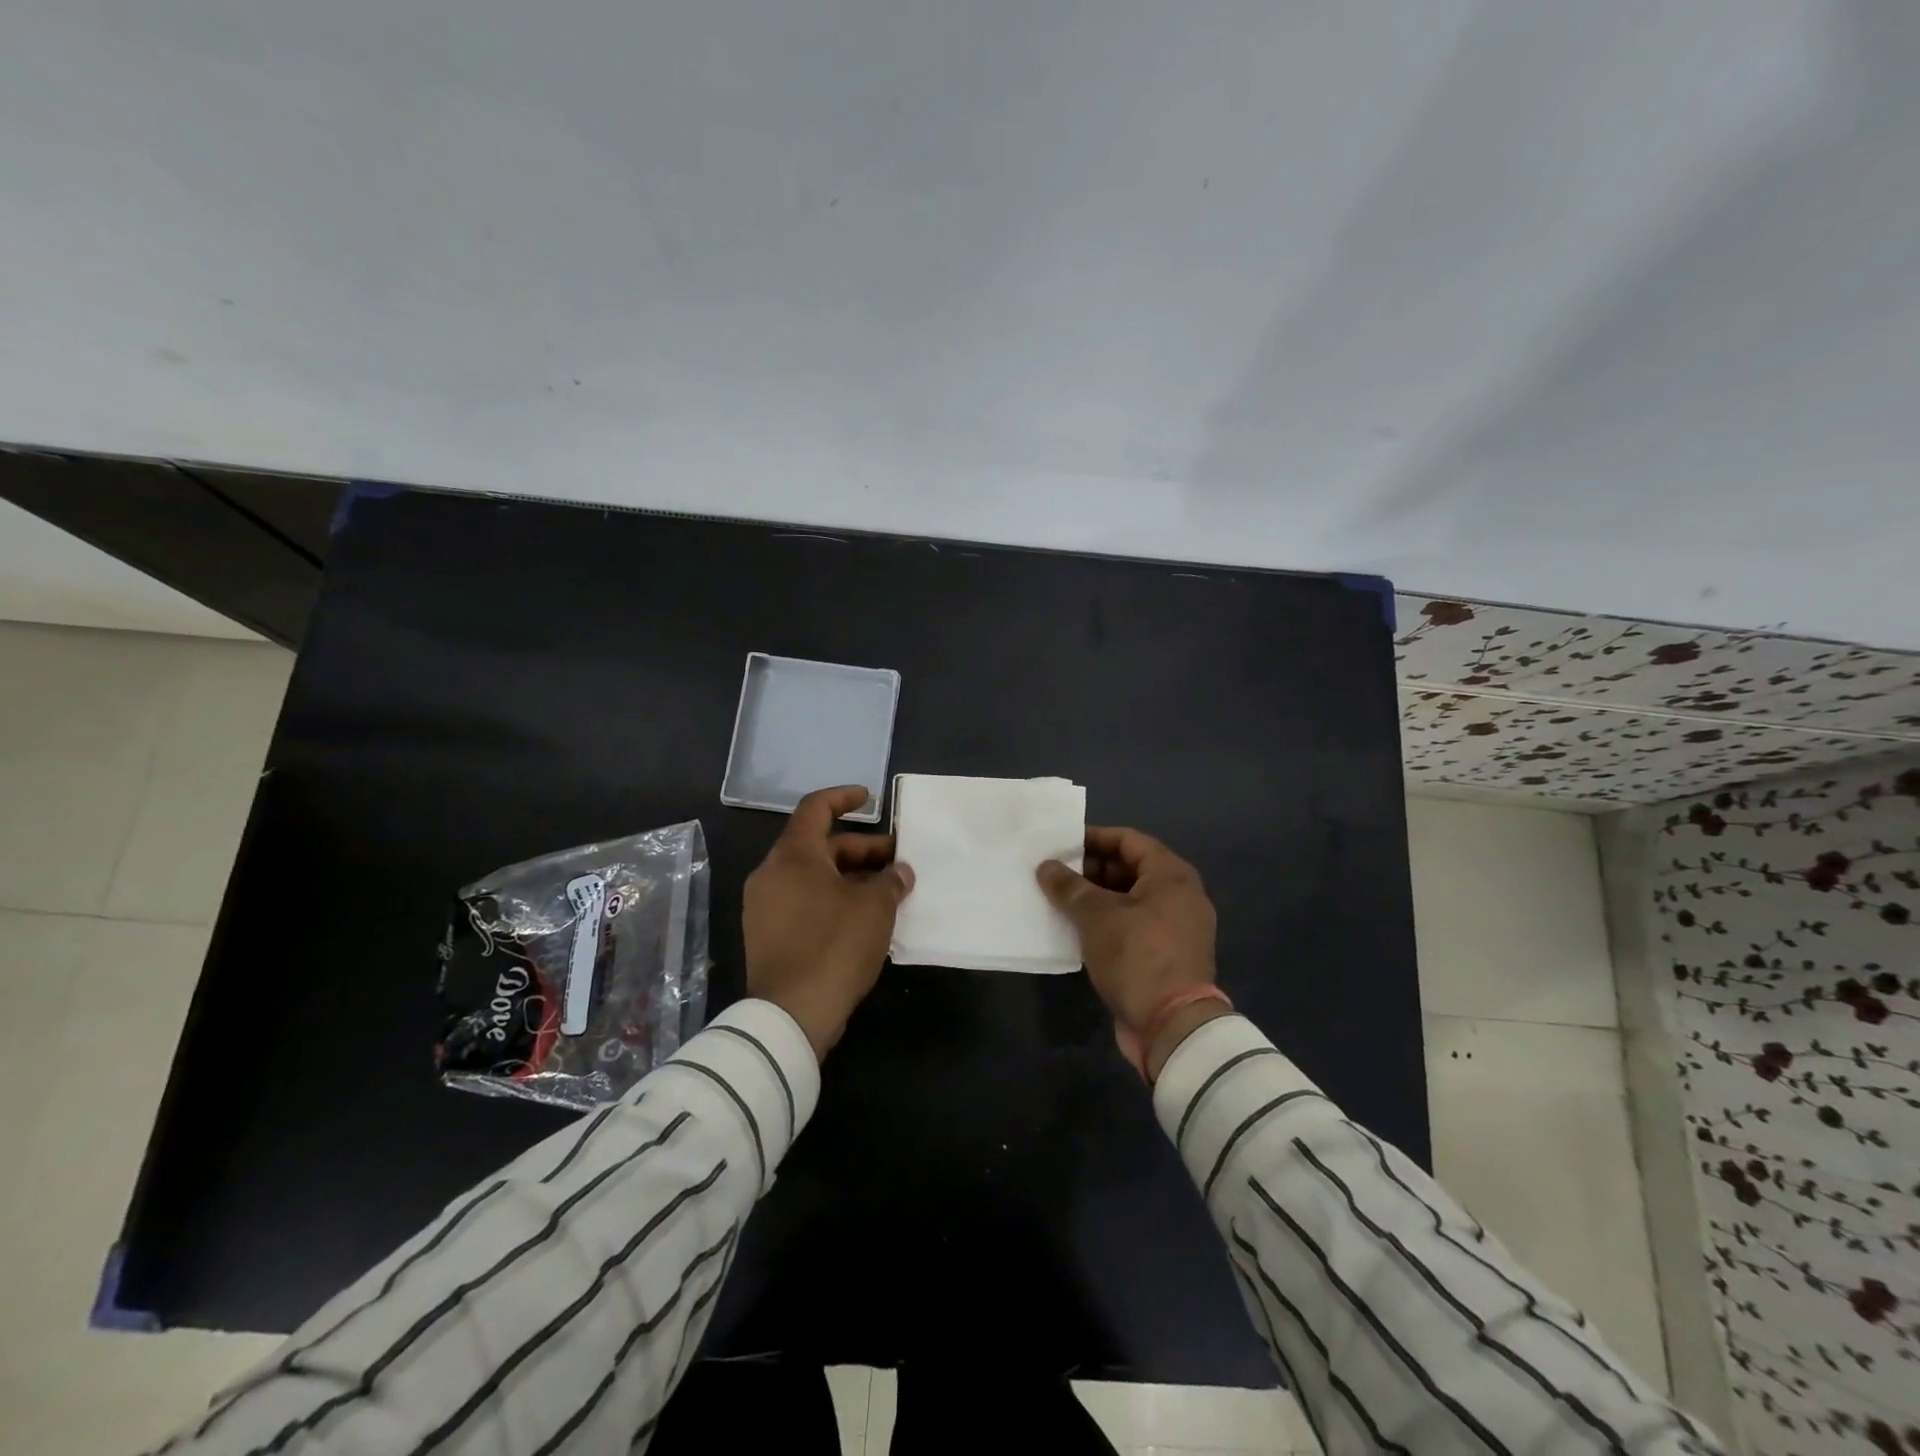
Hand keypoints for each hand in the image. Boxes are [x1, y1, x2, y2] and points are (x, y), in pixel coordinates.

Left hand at [744, 785, 913, 1059]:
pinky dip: (833, 900)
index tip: (870, 798)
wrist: (791, 1014)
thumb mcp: (875, 908)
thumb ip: (891, 881)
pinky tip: (864, 918)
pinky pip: (804, 903)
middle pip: (820, 846)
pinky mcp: (767, 936)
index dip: (844, 797)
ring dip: (850, 878)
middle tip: (898, 862)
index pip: (815, 808)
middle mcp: (771, 874)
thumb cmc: (834, 945)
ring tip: (888, 891)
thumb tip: (900, 871)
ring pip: (813, 877)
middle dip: (862, 850)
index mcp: (793, 856)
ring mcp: (765, 907)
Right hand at [1036, 826, 1224, 1078]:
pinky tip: (1075, 928)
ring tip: (1057, 899)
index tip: (1060, 844)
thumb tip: (1046, 866)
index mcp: (1171, 875)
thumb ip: (1069, 887)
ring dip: (1095, 898)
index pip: (1128, 840)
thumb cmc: (1137, 957)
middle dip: (1090, 870)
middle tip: (1053, 874)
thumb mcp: (1096, 917)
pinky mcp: (1166, 955)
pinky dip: (1106, 923)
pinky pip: (1132, 925)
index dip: (1093, 838)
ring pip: (1129, 900)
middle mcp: (1179, 896)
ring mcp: (1175, 928)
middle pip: (1130, 869)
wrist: (1172, 1027)